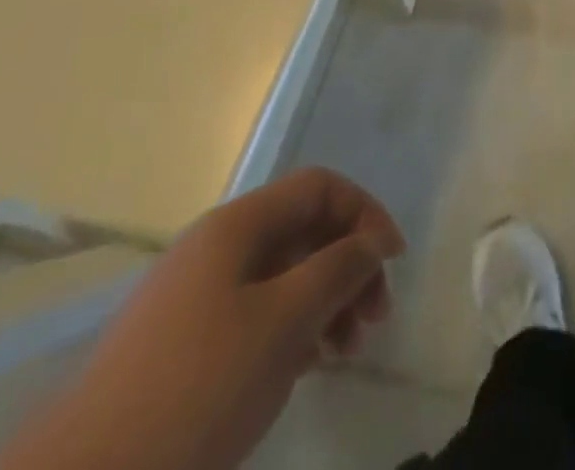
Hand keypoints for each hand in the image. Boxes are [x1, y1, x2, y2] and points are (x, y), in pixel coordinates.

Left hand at [1, 168, 404, 469]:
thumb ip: (337, 269)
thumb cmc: (196, 388)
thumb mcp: (283, 322)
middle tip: (374, 320)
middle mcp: (217, 247)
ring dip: (325, 301)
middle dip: (348, 265)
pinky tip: (305, 367)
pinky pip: (255, 314)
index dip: (364, 213)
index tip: (392, 262)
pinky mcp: (182, 346)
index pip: (319, 187)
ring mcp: (195, 297)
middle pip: (303, 230)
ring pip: (282, 276)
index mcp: (237, 225)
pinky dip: (292, 329)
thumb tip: (371, 241)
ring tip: (345, 351)